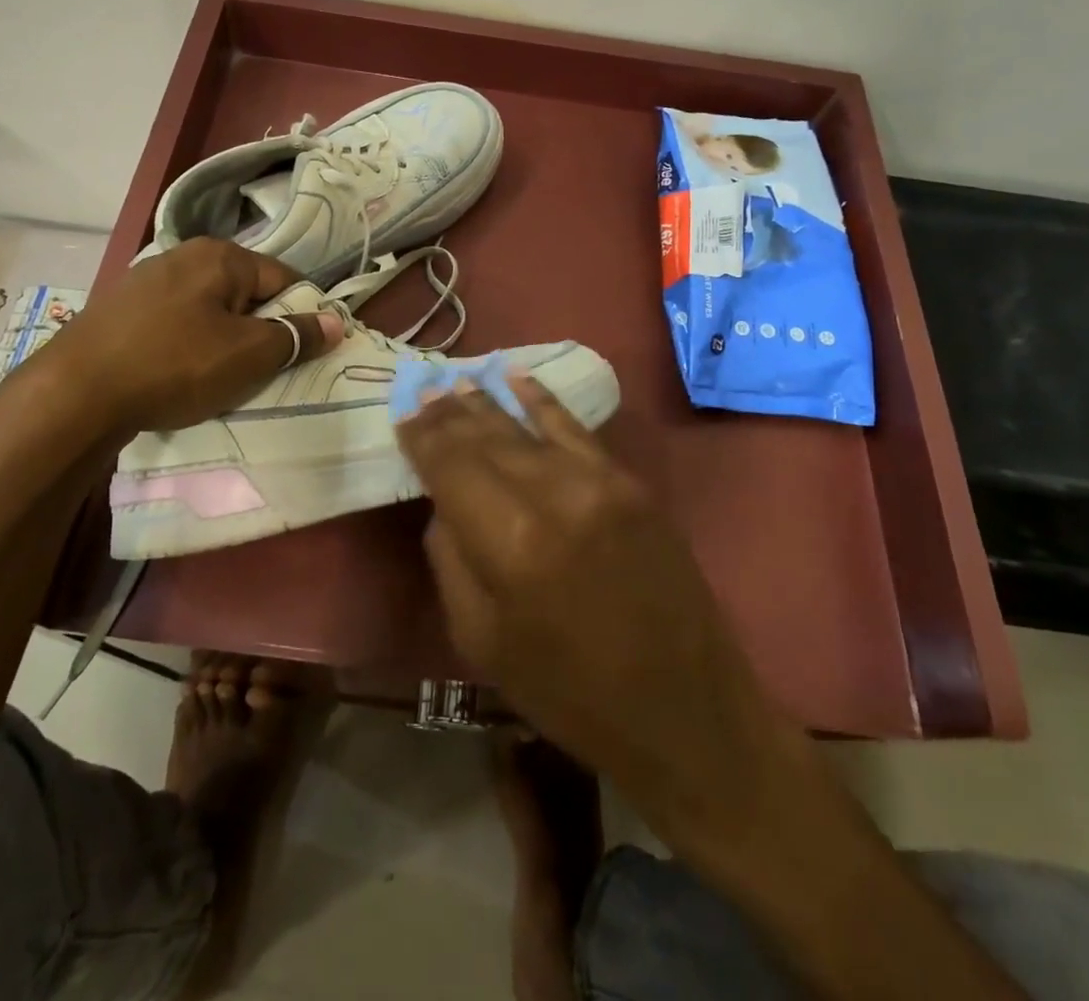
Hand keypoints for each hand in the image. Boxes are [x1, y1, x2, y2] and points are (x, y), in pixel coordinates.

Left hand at [8, 237, 339, 444]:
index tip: (302, 352)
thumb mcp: (249, 355)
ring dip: (222, 339)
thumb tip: (337, 322)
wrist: (75, 393)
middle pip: (244, 293)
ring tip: (219, 377)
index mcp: (221, 256)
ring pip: (208, 309)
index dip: (301, 315)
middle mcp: (183, 255)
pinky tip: (177, 373)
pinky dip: (186, 343)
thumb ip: (297, 336)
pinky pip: (174, 321)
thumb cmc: (176, 365)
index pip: (283, 279)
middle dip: (259, 329)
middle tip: (261, 371)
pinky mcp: (119, 307)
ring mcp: (145, 279)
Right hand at [395, 376, 782, 838]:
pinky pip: (576, 429)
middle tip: (423, 388)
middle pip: (487, 439)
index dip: (423, 437)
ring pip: (527, 427)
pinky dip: (543, 400)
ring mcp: (600, 483)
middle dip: (449, 413)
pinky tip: (518, 377)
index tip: (402, 414)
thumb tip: (444, 502)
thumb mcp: (482, 642)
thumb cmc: (569, 693)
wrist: (686, 711)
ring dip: (488, 402)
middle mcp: (555, 495)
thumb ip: (452, 559)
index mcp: (510, 543)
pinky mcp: (631, 484)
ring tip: (457, 381)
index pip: (451, 466)